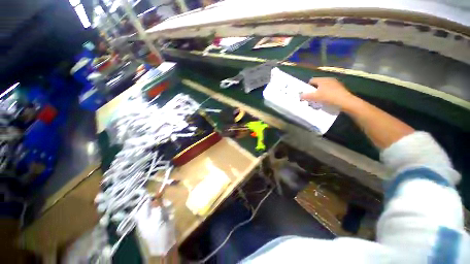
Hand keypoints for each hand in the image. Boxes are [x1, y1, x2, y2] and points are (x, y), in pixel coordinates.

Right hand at [300, 78, 353, 108]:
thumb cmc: (328, 97)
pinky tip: (327, 100)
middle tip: (311, 97)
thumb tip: (300, 95)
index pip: (312, 80)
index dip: (307, 86)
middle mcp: (329, 79)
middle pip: (318, 84)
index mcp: (323, 79)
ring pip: (324, 87)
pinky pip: (330, 90)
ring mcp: (336, 83)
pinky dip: (327, 94)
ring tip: (319, 99)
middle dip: (314, 90)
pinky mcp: (340, 89)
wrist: (345, 102)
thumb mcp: (315, 97)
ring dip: (320, 92)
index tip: (306, 93)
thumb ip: (306, 96)